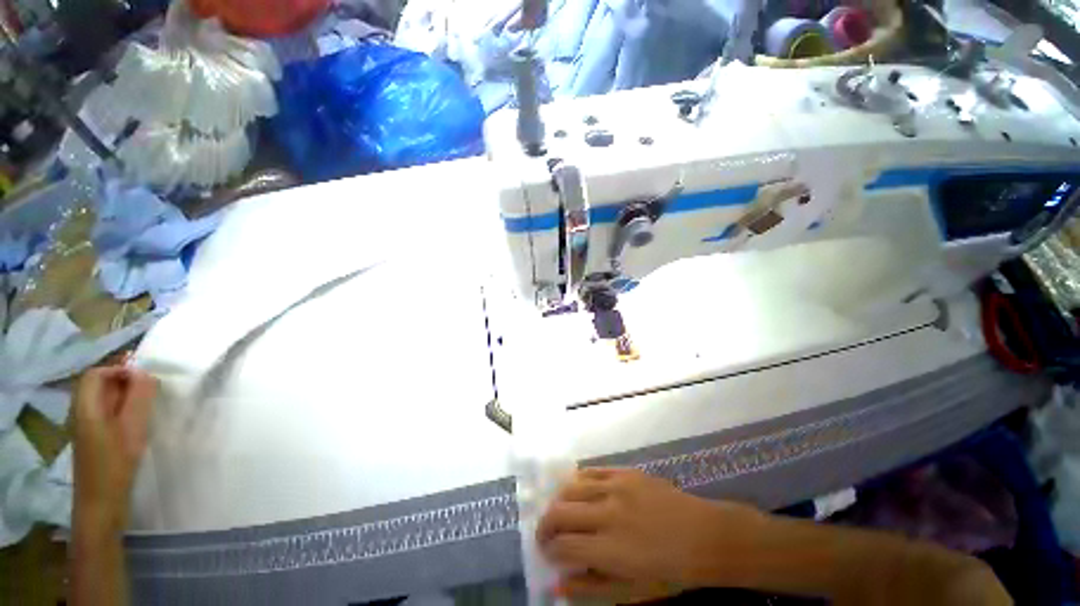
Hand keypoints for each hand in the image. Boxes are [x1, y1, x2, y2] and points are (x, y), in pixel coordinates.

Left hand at [73, 367, 155, 533]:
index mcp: (85, 407)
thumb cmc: (115, 465)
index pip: (97, 374)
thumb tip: (145, 373)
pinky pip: (106, 415)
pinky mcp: (93, 440)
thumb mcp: (132, 429)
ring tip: (147, 409)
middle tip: (151, 393)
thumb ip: (139, 397)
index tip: (146, 381)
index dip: (120, 370)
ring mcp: (85, 428)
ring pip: (103, 401)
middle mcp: (80, 412)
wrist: (100, 506)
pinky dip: (122, 412)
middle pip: (98, 385)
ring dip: (125, 398)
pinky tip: (136, 426)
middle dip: (125, 383)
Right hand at [537, 468, 765, 602]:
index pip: (563, 546)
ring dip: (559, 501)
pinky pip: (591, 471)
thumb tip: (556, 584)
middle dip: (545, 525)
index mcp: (610, 549)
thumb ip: (591, 588)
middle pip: (559, 512)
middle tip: (547, 535)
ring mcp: (616, 487)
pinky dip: (577, 481)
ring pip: (570, 487)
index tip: (547, 554)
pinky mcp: (625, 471)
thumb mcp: (632, 592)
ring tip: (561, 513)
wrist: (705, 535)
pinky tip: (578, 491)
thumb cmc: (671, 571)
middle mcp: (608, 513)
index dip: (548, 551)